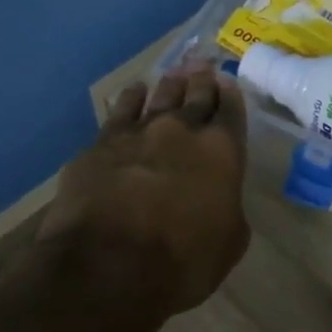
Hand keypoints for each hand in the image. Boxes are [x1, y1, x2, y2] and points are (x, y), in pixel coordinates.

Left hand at [38, 64, 251, 323]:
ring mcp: (139, 133)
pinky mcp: (101, 145)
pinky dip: (130, 100)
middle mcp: (183, 131)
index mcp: (222, 152)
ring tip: (173, 74)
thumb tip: (220, 201)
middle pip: (195, 96)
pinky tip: (133, 93)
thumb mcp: (229, 243)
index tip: (227, 82)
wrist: (107, 266)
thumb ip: (229, 210)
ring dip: (169, 85)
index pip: (231, 112)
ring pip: (158, 98)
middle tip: (202, 65)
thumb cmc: (182, 261)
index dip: (230, 96)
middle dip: (201, 80)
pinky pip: (120, 112)